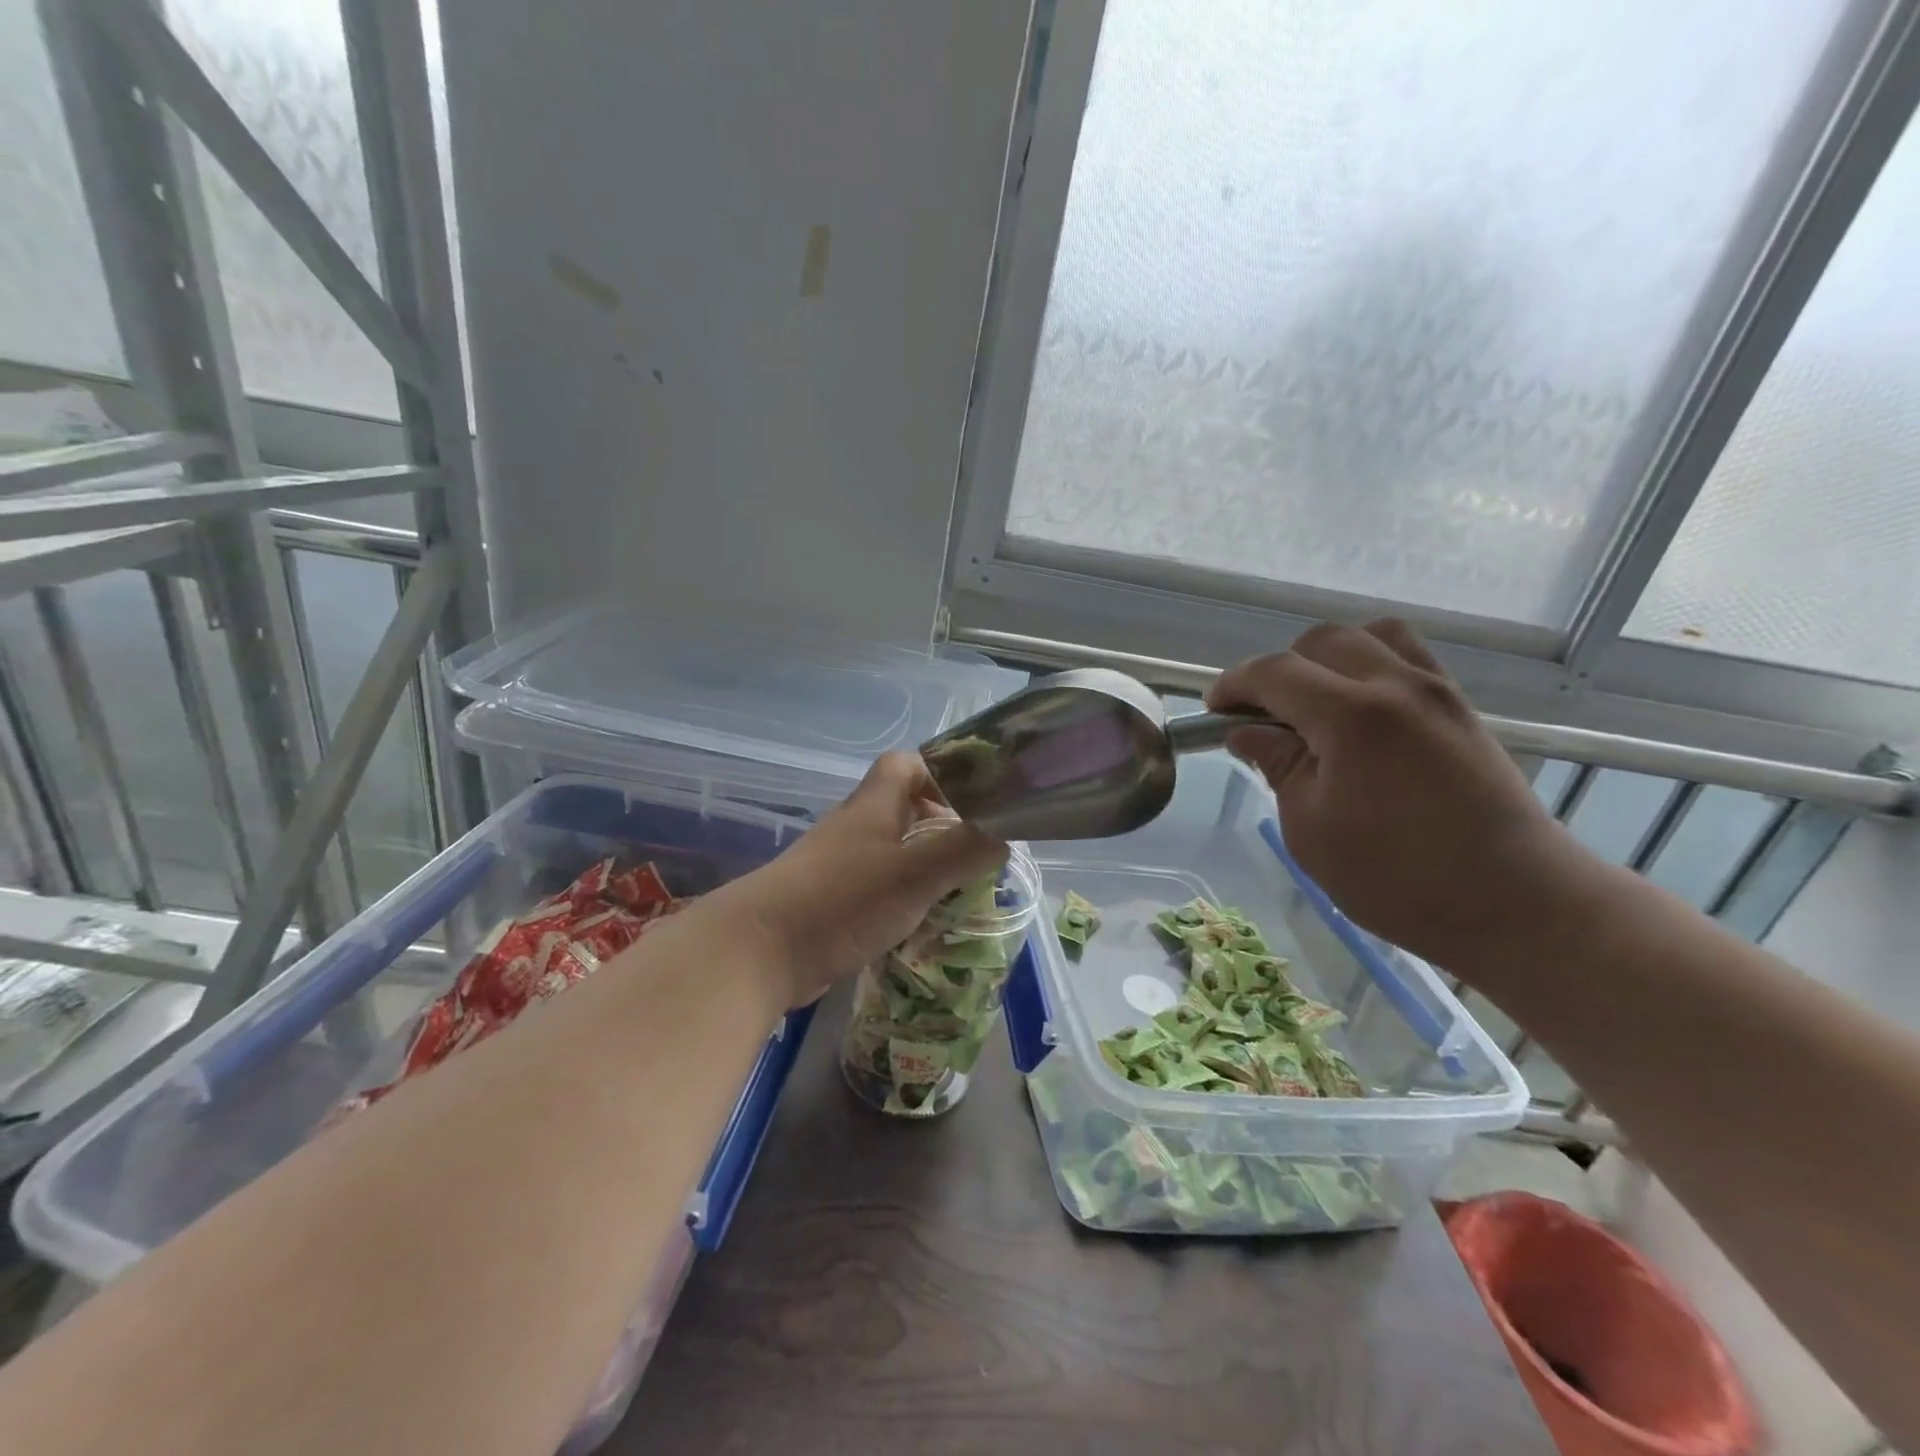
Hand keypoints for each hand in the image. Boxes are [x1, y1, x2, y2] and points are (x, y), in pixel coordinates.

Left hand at [724, 753, 1007, 1005]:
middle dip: (942, 827)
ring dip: (923, 865)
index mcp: (874, 806)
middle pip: (903, 809)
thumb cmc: (841, 901)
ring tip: (957, 892)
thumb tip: (1005, 833)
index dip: (942, 774)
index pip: (907, 764)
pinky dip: (901, 897)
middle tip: (975, 855)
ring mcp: (837, 865)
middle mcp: (854, 827)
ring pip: (891, 850)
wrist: (757, 953)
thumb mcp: (915, 873)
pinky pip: (875, 886)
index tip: (974, 804)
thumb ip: (964, 850)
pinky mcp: (828, 901)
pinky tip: (918, 923)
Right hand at [1207, 620, 1603, 967]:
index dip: (1233, 685)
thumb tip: (1246, 732)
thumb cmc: (1398, 877)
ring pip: (1369, 636)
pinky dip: (1371, 666)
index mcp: (1352, 716)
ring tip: (1315, 706)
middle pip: (1319, 642)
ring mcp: (1436, 691)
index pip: (1274, 673)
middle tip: (1262, 717)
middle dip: (1278, 671)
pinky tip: (1361, 712)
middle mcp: (1396, 685)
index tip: (1214, 712)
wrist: (1516, 902)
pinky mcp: (1460, 707)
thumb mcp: (1311, 829)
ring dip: (1328, 660)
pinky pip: (1407, 657)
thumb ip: (1277, 765)